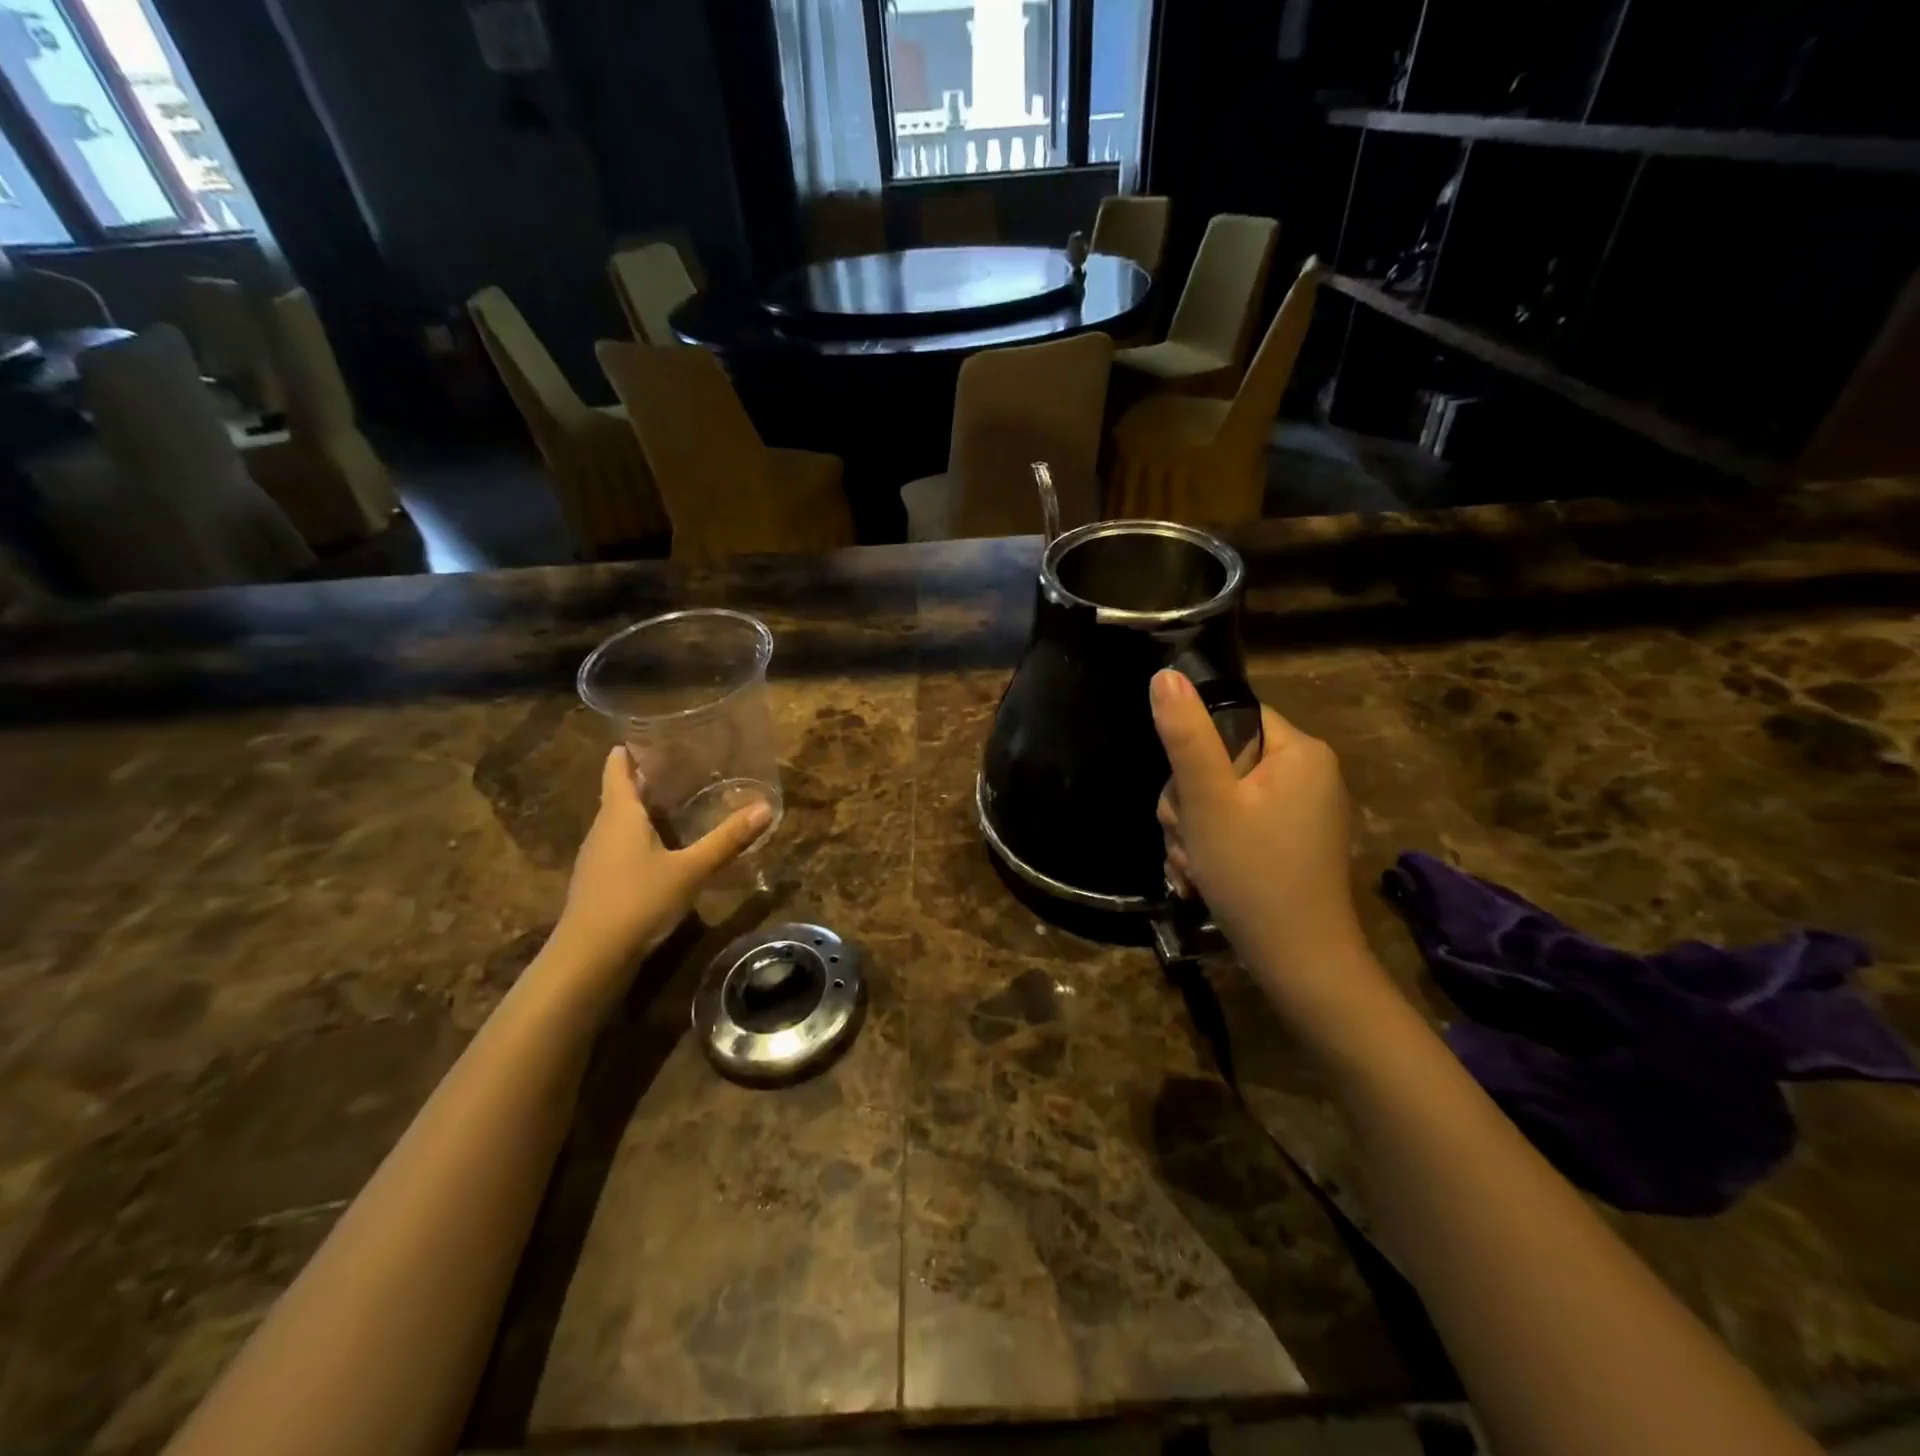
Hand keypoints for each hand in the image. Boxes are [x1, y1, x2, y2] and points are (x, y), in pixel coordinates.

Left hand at [552, 747, 770, 972]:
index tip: (654, 733)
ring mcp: (597, 858)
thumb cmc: (637, 901)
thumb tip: (766, 807)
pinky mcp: (600, 883)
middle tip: (686, 765)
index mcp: (619, 814)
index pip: (617, 768)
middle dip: (648, 778)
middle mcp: (603, 829)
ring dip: (647, 810)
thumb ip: (727, 839)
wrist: (589, 959)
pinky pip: (622, 847)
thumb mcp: (690, 870)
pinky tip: (667, 849)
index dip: (631, 749)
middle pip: (621, 793)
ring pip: (622, 822)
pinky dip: (643, 838)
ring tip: (682, 802)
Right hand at [1152, 670, 1384, 1023]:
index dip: (1195, 750)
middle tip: (1185, 840)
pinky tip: (1200, 879)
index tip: (1186, 792)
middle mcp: (1308, 774)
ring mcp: (1301, 812)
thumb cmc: (1253, 874)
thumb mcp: (1208, 801)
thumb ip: (1185, 736)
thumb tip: (1164, 676)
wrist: (1299, 965)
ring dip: (1192, 831)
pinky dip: (1212, 849)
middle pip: (1221, 761)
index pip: (1232, 717)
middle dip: (1188, 804)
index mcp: (1299, 751)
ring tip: (1191, 867)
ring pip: (1221, 798)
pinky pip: (1237, 826)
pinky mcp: (1290, 843)